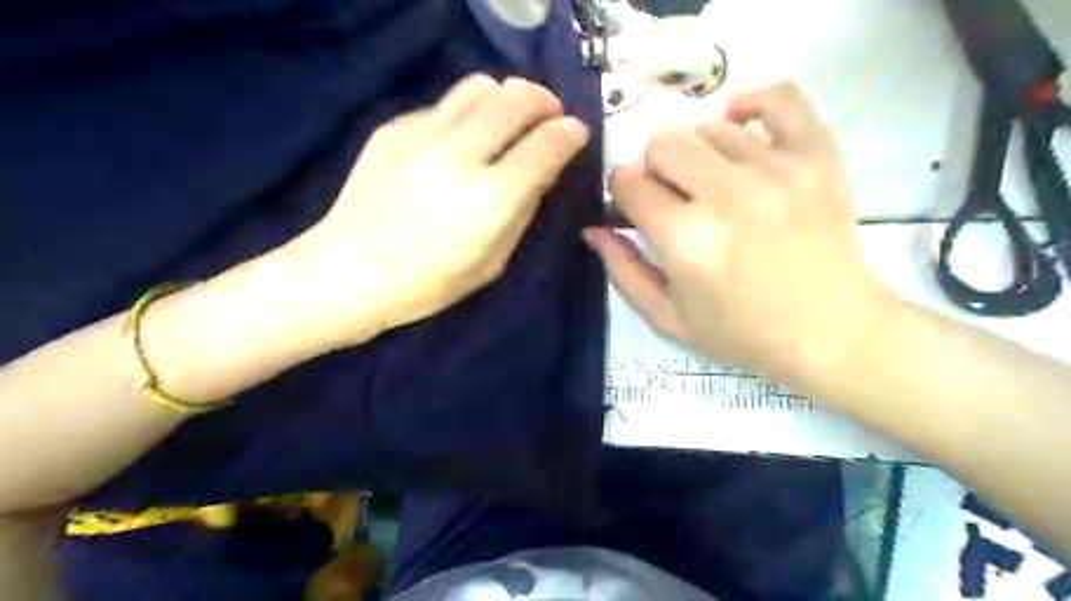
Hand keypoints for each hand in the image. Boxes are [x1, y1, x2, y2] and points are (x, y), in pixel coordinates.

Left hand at [288, 72, 587, 341]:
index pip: (547, 144)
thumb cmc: (429, 282)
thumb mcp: (494, 262)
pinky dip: (467, 115)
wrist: (350, 271)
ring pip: (480, 87)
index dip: (570, 133)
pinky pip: (445, 105)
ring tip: (509, 119)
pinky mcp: (394, 128)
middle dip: (545, 101)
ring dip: (507, 97)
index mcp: (491, 198)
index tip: (577, 132)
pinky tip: (460, 141)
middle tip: (550, 115)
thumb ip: (523, 211)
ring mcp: (422, 135)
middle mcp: (460, 155)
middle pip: (517, 98)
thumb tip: (541, 171)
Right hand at [582, 83, 896, 381]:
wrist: (832, 332)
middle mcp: (728, 195)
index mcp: (687, 241)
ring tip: (714, 185)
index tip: (635, 207)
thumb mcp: (668, 319)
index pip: (629, 183)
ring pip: (709, 127)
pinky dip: (752, 104)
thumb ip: (624, 272)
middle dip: (654, 169)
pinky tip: (741, 129)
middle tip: (674, 197)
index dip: (622, 192)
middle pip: (663, 143)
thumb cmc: (743, 334)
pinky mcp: (817, 156)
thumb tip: (593, 228)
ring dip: (699, 154)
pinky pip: (779, 98)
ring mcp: (777, 168)